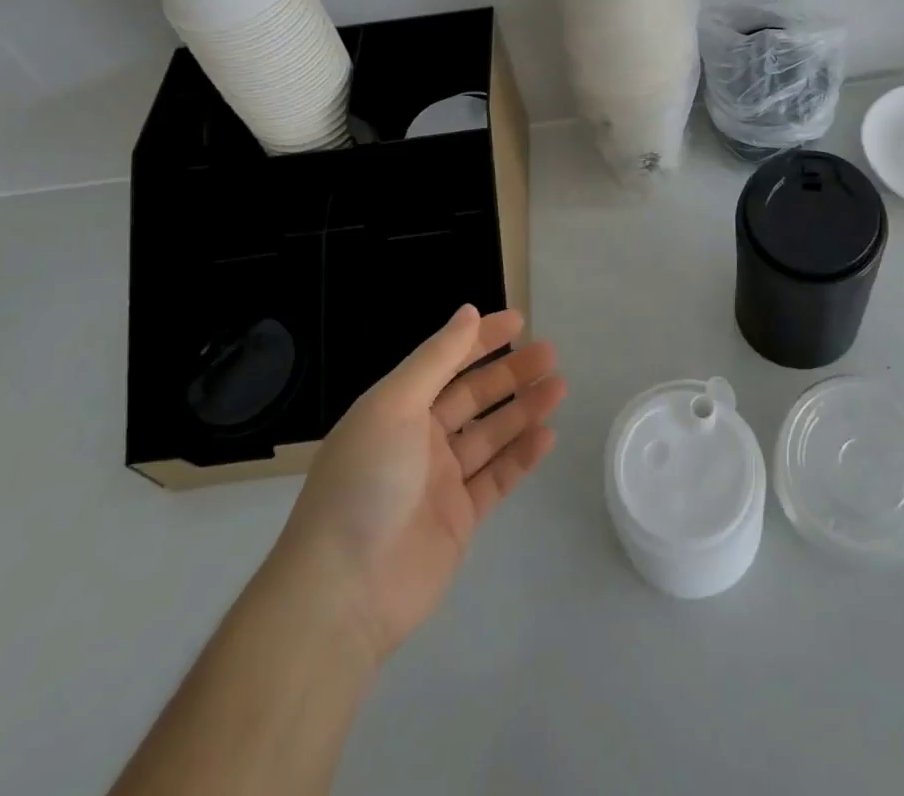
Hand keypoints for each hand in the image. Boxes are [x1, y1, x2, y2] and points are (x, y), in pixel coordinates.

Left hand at [271, 305, 563, 664]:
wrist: (345, 592)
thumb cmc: (366, 482)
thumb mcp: (394, 405)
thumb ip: (436, 359)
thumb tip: (468, 312)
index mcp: (396, 409)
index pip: (445, 362)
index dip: (480, 339)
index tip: (518, 321)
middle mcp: (419, 440)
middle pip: (473, 397)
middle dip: (510, 374)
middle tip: (550, 353)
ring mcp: (441, 481)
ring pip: (491, 434)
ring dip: (524, 409)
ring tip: (559, 386)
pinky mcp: (460, 519)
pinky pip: (498, 478)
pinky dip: (522, 456)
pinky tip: (547, 436)